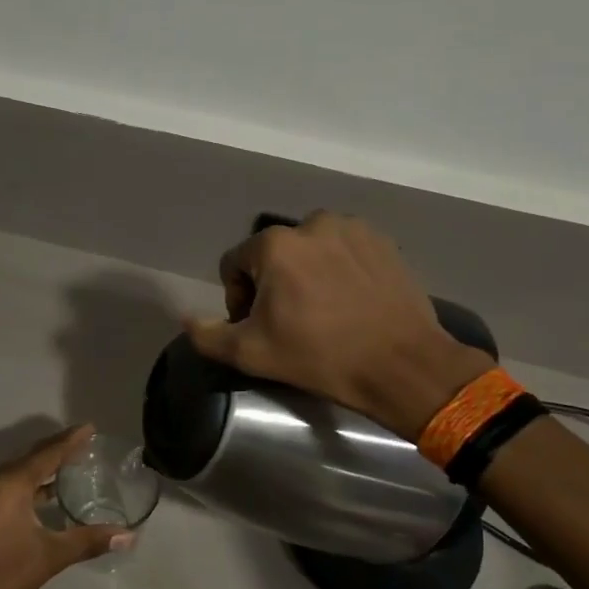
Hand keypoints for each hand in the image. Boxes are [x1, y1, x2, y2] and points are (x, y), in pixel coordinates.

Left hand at [0, 425, 128, 588]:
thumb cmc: (5, 575)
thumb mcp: (51, 556)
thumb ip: (90, 540)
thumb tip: (129, 535)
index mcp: (11, 484)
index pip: (47, 453)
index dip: (70, 440)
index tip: (90, 428)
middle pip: (31, 457)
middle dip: (57, 448)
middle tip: (84, 441)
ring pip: (19, 473)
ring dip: (43, 466)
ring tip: (71, 464)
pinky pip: (10, 487)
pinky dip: (32, 484)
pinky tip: (47, 495)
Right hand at [184, 212, 491, 435]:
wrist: (402, 365)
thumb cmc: (320, 357)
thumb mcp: (251, 354)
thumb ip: (207, 335)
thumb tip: (186, 318)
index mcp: (274, 245)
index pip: (234, 264)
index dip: (237, 298)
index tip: (258, 327)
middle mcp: (311, 223)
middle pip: (272, 255)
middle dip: (272, 284)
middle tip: (290, 322)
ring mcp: (352, 228)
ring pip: (309, 250)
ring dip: (306, 273)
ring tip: (322, 310)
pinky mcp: (382, 241)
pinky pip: (344, 250)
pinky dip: (339, 269)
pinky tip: (350, 301)